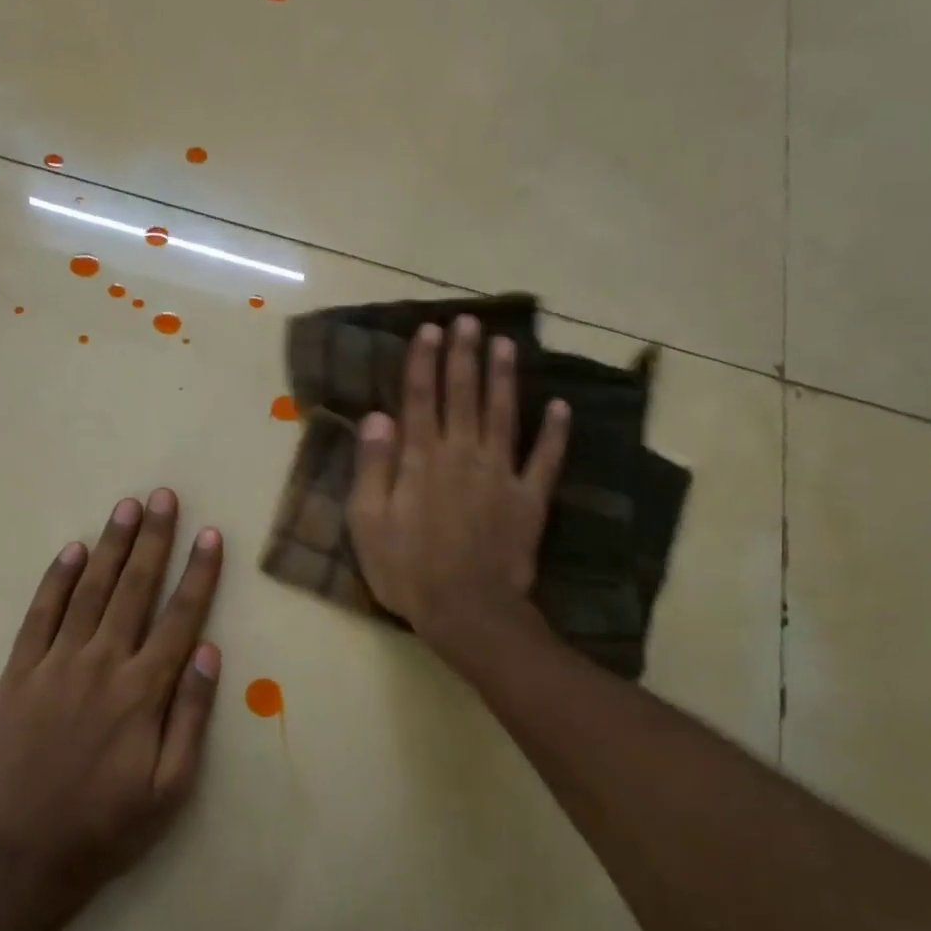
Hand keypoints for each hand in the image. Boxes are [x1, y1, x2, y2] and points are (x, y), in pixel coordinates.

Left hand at [0, 489, 222, 910]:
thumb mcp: (172, 787)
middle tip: (163, 497)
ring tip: (126, 508)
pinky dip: (56, 580)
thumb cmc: (108, 826)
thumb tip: (209, 650)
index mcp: (143, 692)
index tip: (211, 535)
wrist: (22, 858)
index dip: (199, 573)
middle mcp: (101, 665)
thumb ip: (192, 715)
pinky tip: (71, 551)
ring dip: (110, 546)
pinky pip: (39, 616)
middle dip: (154, 540)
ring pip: (89, 592)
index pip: (180, 617)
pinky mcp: (17, 675)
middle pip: (134, 589)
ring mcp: (54, 666)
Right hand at [348, 316, 569, 671]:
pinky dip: (555, 432)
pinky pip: (545, 458)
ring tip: (505, 344)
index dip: (424, 362)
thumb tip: (377, 416)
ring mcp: (501, 474)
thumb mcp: (369, 523)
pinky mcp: (529, 498)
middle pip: (463, 396)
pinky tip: (561, 406)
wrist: (466, 610)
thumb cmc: (407, 570)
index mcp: (422, 460)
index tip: (430, 330)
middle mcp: (463, 455)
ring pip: (503, 414)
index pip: (421, 399)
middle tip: (468, 320)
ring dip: (503, 378)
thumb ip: (373, 467)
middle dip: (463, 356)